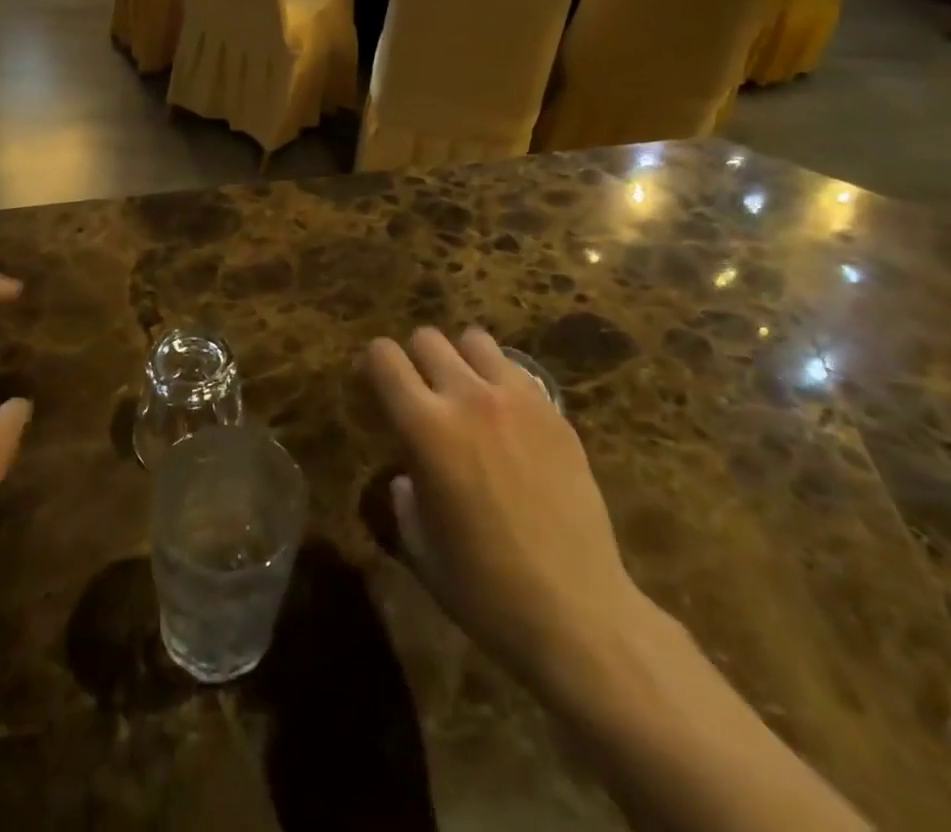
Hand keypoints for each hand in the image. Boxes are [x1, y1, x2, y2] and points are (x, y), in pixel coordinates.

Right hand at [366, 327, 645, 695]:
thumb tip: (407, 478)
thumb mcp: (421, 547)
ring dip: (461, 359)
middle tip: (421, 392)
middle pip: (427, 337)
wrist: (577, 612)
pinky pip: (517, 370)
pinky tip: (507, 419)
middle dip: (415, 358)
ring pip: (475, 340)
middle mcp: (467, 398)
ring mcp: (517, 400)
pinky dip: (501, 380)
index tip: (374, 384)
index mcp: (424, 427)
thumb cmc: (484, 589)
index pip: (384, 358)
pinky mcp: (554, 412)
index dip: (373, 364)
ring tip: (467, 393)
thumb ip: (404, 499)